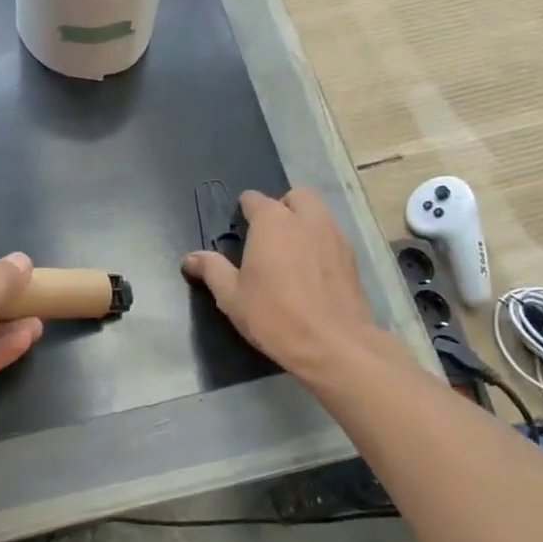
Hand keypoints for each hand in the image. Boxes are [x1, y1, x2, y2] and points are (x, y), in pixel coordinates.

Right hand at [183, 188, 379, 381]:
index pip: (254, 199)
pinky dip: (321, 244)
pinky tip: (313, 271)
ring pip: (318, 214)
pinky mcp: (352, 258)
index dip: (245, 210)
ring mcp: (334, 236)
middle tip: (270, 236)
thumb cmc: (275, 315)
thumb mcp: (232, 296)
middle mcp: (306, 219)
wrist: (334, 344)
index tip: (240, 228)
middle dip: (282, 207)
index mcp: (272, 221)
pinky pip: (333, 237)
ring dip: (305, 222)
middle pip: (295, 196)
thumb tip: (190, 258)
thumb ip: (212, 270)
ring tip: (292, 253)